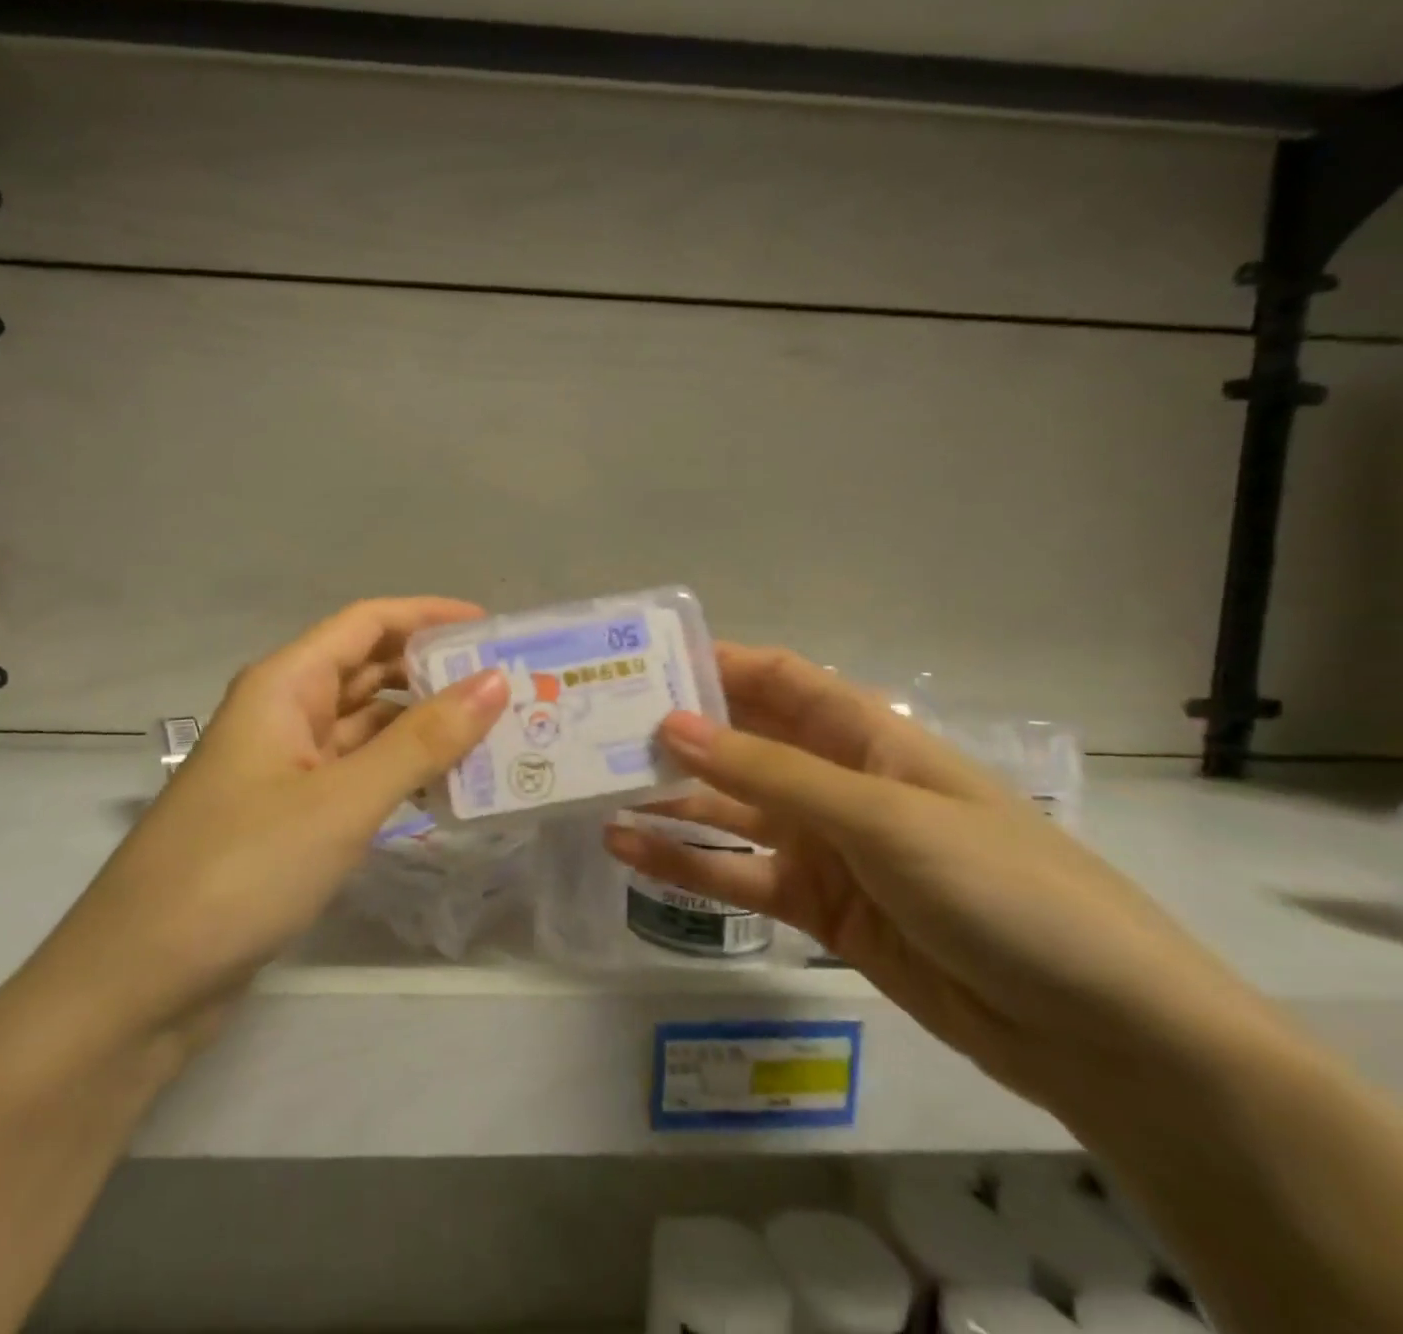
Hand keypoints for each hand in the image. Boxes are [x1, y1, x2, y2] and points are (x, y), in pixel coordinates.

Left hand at [50, 597, 509, 1044]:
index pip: (366, 623)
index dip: (428, 616)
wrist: (141, 980)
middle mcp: (282, 713)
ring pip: (364, 727)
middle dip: (433, 674)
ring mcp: (283, 768)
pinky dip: (399, 774)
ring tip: (495, 736)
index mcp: (283, 684)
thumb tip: (494, 682)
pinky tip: (446, 790)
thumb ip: (421, 741)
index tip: (493, 628)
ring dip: (422, 728)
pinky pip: (355, 774)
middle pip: (367, 670)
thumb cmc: (241, 869)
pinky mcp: (288, 817)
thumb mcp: (342, 800)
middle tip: (510, 688)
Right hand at [605, 645, 1278, 1126]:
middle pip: (743, 741)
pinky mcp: (816, 906)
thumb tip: (673, 723)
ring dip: (667, 799)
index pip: (776, 678)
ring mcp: (823, 846)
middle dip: (676, 732)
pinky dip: (684, 863)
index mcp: (866, 735)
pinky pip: (736, 874)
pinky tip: (628, 851)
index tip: (638, 661)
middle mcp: (836, 780)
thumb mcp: (883, 817)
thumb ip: (772, 772)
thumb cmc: (1001, 887)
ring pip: (729, 810)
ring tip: (594, 790)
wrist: (1101, 1034)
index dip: (711, 663)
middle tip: (594, 728)